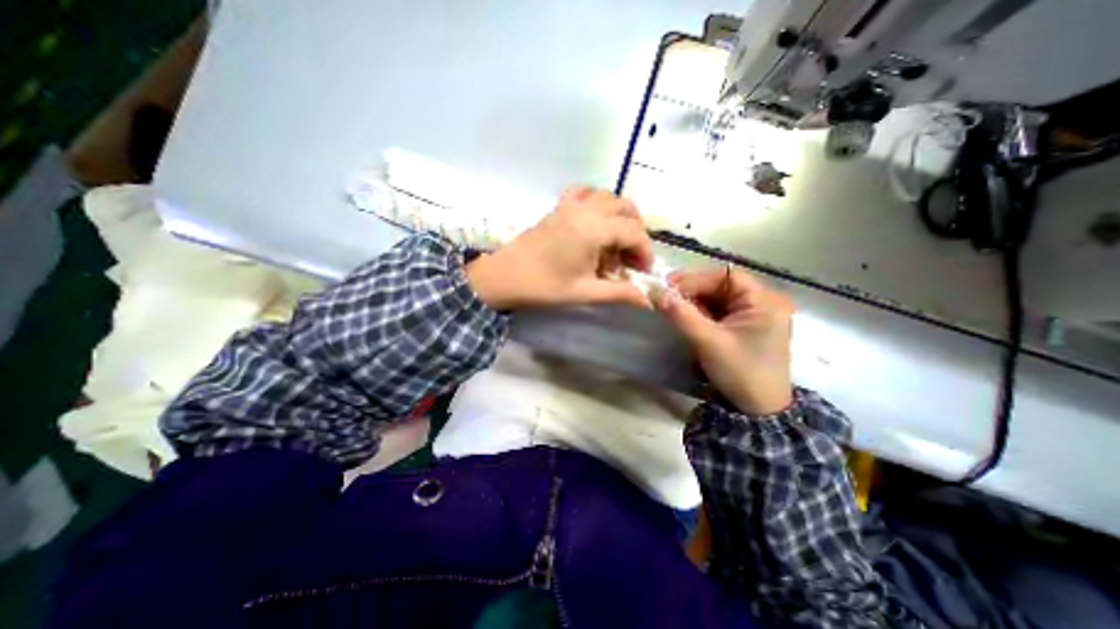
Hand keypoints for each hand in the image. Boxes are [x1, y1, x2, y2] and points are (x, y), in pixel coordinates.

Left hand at [468, 186, 656, 311]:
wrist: (504, 277)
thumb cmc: (544, 286)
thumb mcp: (585, 292)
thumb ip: (619, 293)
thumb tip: (648, 302)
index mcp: (593, 229)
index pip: (633, 232)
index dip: (644, 251)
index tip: (642, 272)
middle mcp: (585, 210)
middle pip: (625, 208)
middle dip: (635, 231)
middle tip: (631, 256)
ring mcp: (569, 205)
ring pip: (606, 196)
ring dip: (619, 215)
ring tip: (615, 240)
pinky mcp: (558, 208)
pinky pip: (583, 192)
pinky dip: (596, 201)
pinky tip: (594, 221)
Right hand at [658, 267, 795, 415]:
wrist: (759, 411)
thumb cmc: (740, 373)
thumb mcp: (708, 342)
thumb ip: (681, 315)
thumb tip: (655, 291)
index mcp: (764, 301)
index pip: (726, 276)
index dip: (695, 279)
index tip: (668, 287)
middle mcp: (763, 302)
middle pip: (722, 285)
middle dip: (693, 291)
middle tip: (666, 298)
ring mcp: (755, 314)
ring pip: (718, 298)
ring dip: (695, 302)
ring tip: (674, 309)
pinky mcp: (745, 326)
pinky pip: (720, 311)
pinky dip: (702, 312)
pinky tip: (688, 319)